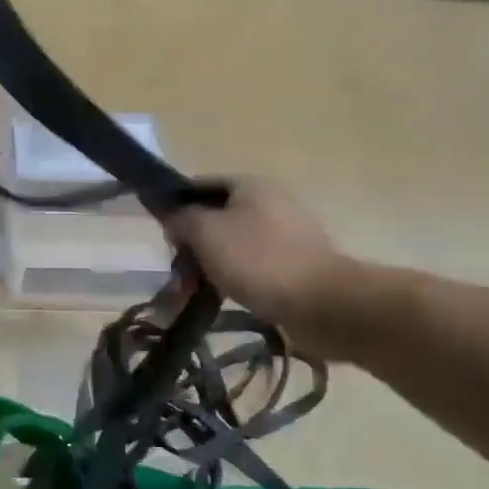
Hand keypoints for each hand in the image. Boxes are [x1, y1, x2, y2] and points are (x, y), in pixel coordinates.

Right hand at [166, 180, 385, 360]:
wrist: (323, 302)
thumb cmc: (258, 260)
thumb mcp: (206, 232)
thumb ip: (182, 219)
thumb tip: (174, 217)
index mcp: (249, 186)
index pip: (199, 187)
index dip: (176, 209)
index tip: (165, 239)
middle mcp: (270, 203)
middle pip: (215, 220)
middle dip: (191, 250)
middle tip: (179, 279)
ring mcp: (285, 235)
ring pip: (232, 248)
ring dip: (208, 270)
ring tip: (193, 298)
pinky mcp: (295, 266)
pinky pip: (252, 269)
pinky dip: (233, 282)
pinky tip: (222, 301)